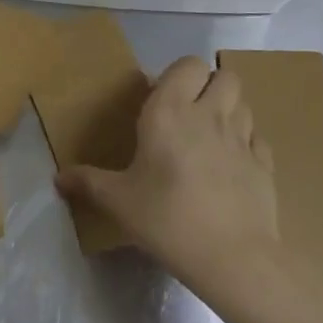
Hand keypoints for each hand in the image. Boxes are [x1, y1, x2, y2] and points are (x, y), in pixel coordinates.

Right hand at [56, 57, 278, 293]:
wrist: (232, 258)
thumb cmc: (168, 219)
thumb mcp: (120, 202)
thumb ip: (89, 183)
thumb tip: (58, 178)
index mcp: (170, 111)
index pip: (188, 65)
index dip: (181, 74)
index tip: (165, 98)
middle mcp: (209, 114)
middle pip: (224, 76)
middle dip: (211, 86)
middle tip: (192, 112)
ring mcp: (242, 138)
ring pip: (244, 103)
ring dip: (230, 110)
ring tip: (213, 135)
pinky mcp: (265, 165)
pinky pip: (258, 138)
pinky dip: (248, 143)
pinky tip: (234, 164)